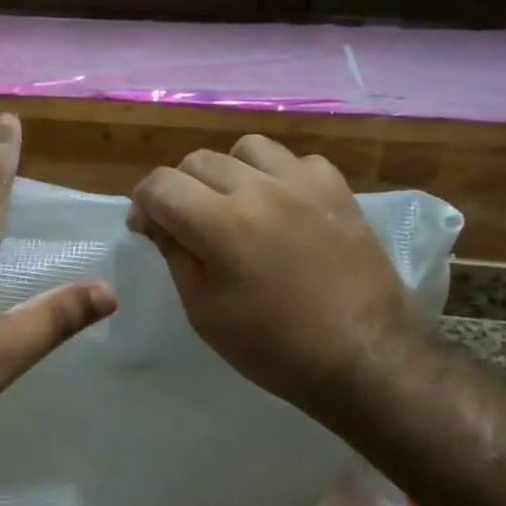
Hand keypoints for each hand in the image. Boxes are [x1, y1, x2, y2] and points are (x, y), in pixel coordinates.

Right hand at [128, 135, 417, 409]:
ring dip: (227, 171)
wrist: (362, 357)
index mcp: (221, 224)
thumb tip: (157, 222)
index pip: (160, 185)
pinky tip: (281, 205)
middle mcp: (260, 190)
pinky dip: (277, 175)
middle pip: (197, 160)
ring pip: (246, 148)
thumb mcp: (204, 312)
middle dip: (179, 188)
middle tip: (186, 222)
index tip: (147, 228)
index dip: (143, 203)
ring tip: (234, 203)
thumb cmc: (273, 347)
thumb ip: (175, 255)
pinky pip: (295, 160)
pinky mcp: (338, 190)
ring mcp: (304, 184)